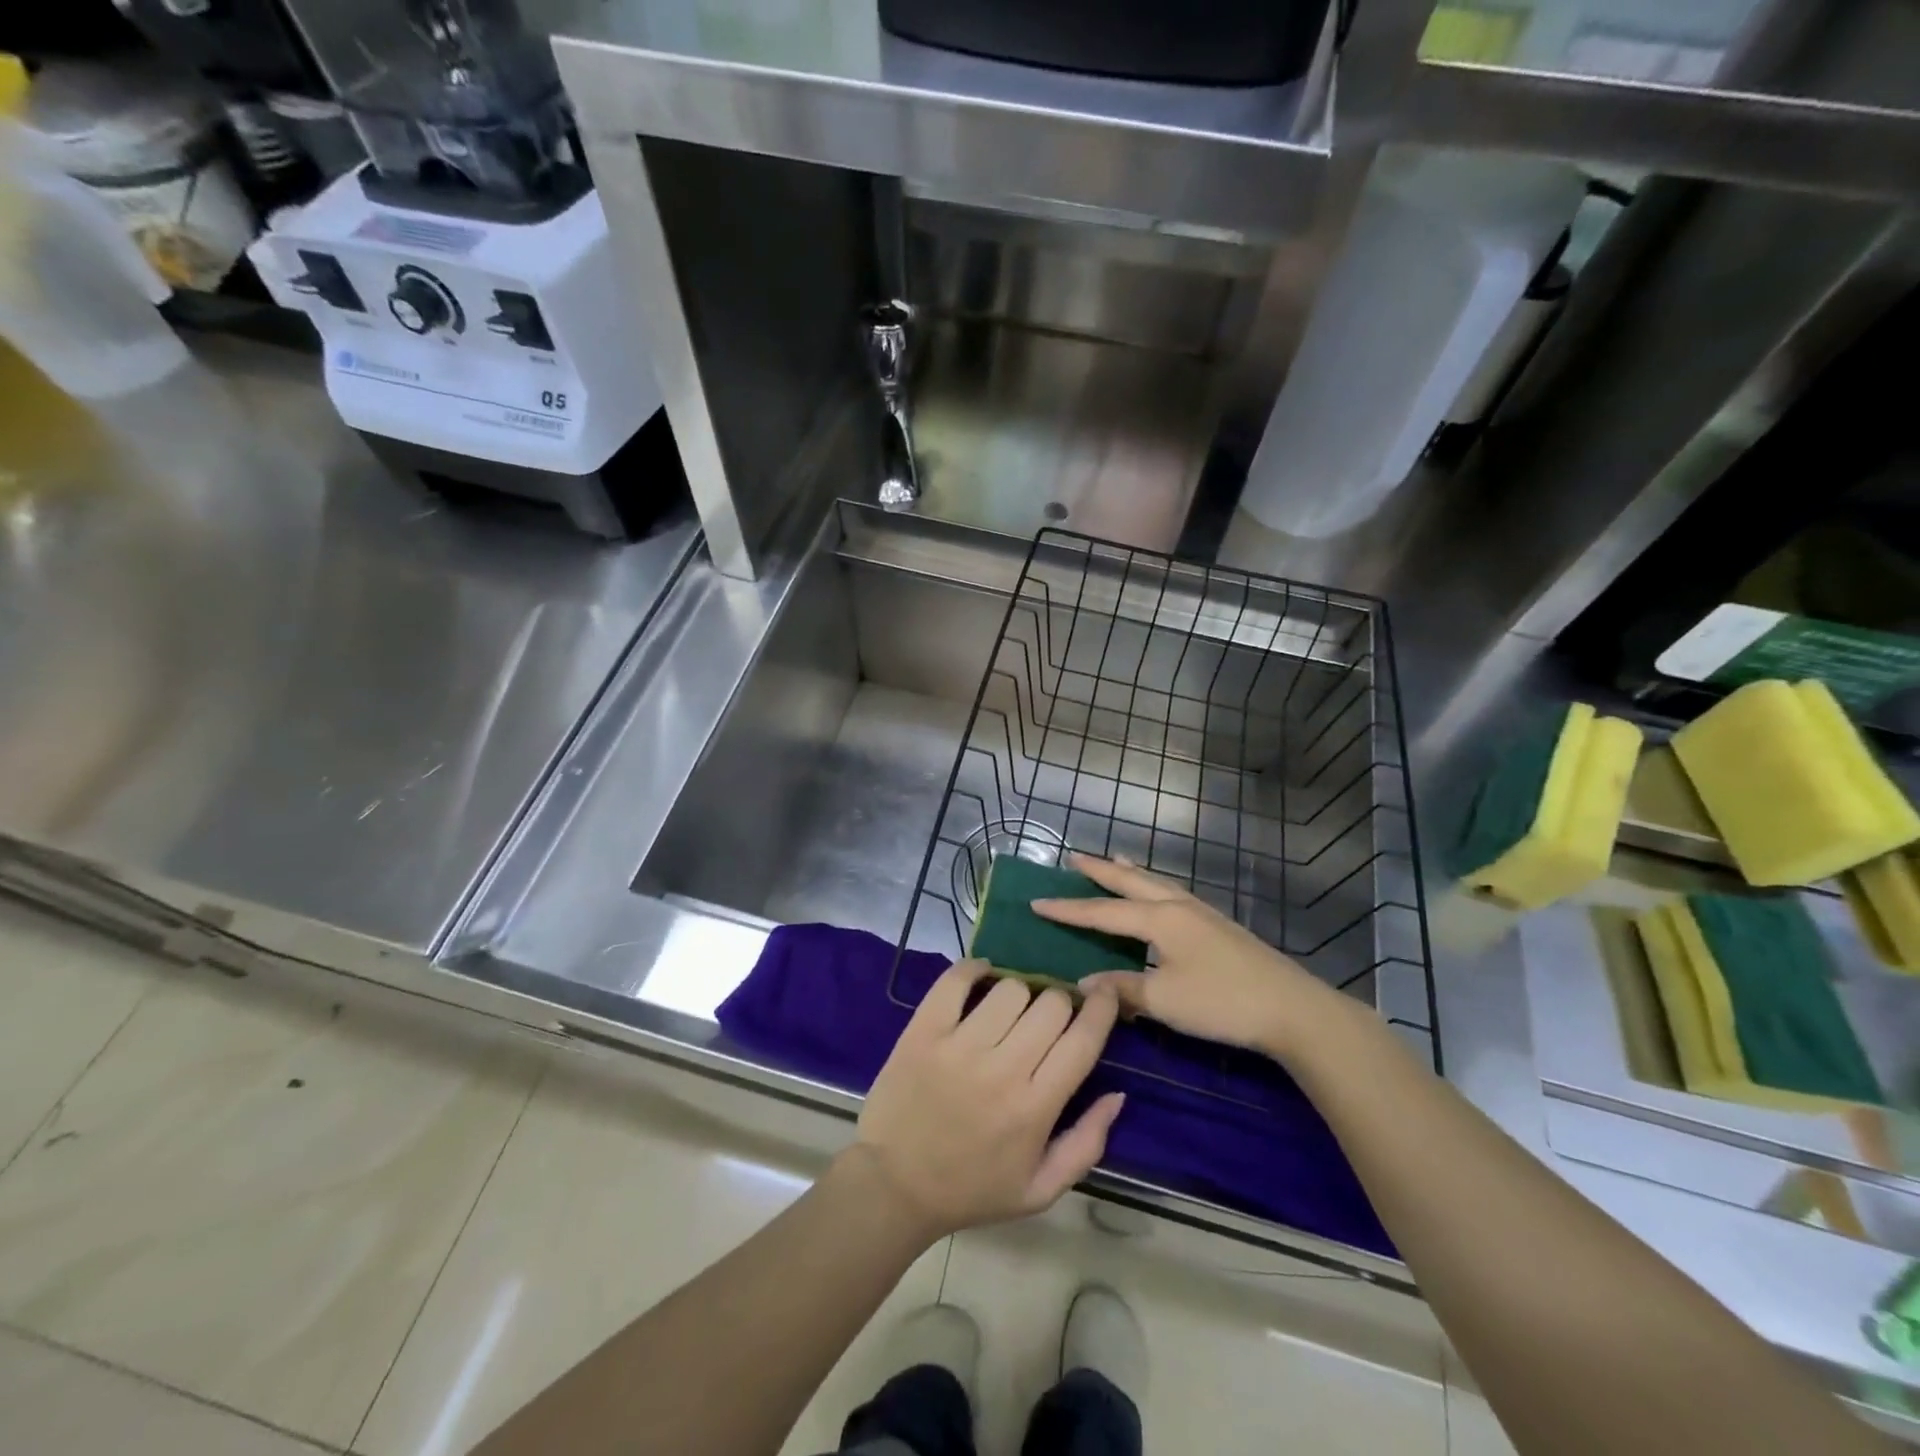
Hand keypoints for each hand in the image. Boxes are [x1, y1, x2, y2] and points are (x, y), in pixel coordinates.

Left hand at [852, 960, 1123, 1238]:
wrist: (894, 1187)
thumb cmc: (971, 1190)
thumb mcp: (1040, 1189)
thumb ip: (1087, 1143)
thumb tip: (1118, 1094)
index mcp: (1035, 1108)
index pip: (1083, 1041)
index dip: (1102, 1008)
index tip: (1106, 994)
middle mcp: (1002, 1070)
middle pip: (1050, 1005)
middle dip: (1058, 1004)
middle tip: (1046, 1019)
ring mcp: (959, 1046)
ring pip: (1009, 988)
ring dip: (1018, 993)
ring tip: (1009, 1010)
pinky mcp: (923, 1031)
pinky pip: (955, 980)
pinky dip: (973, 969)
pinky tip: (980, 976)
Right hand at [1032, 854, 1351, 1062]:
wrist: (1293, 1009)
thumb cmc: (1222, 1002)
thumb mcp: (1164, 1000)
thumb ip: (1122, 988)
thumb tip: (1083, 981)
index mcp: (1160, 919)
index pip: (1102, 911)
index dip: (1068, 909)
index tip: (1036, 902)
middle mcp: (1178, 906)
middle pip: (1131, 882)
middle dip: (1100, 871)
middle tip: (1074, 856)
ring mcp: (1202, 914)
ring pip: (1157, 884)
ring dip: (1131, 874)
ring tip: (1115, 861)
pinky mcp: (1219, 926)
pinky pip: (1173, 894)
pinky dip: (1154, 887)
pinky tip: (1160, 897)